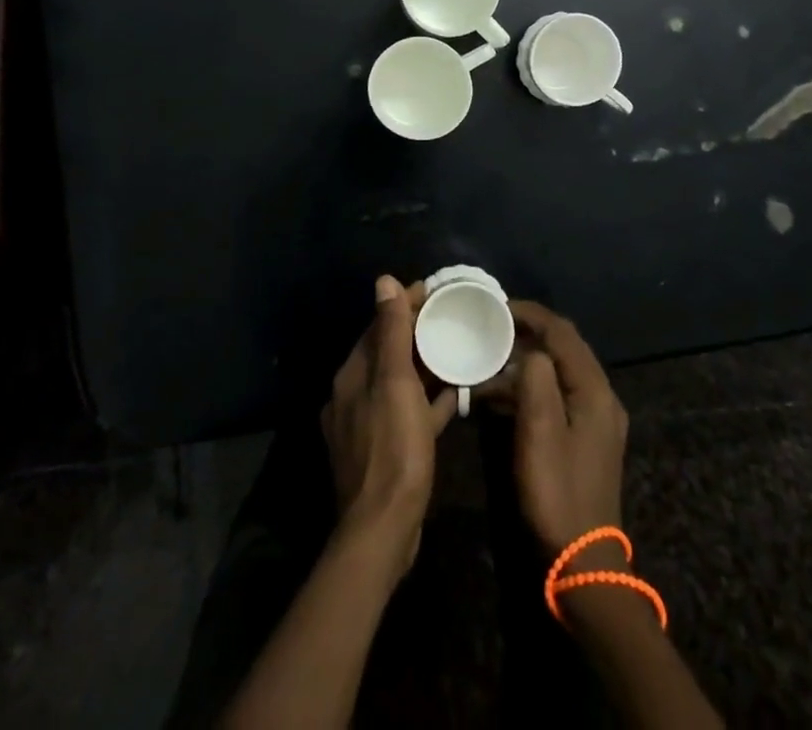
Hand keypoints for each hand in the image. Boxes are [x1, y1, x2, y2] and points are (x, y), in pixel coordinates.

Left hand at [320, 276, 457, 579]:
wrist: (383, 530)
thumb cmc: (393, 448)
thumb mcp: (395, 382)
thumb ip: (391, 332)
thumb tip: (383, 281)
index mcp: (353, 375)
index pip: (379, 326)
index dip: (405, 305)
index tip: (436, 291)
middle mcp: (354, 395)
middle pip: (388, 352)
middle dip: (417, 332)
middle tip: (452, 317)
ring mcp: (368, 425)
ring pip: (400, 382)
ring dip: (425, 365)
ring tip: (458, 349)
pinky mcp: (385, 450)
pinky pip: (409, 412)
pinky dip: (429, 400)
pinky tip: (456, 395)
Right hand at [489, 301, 629, 555]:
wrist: (583, 563)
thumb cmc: (558, 493)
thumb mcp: (540, 433)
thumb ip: (536, 381)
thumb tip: (531, 351)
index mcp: (595, 390)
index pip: (562, 332)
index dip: (530, 314)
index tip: (496, 306)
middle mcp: (602, 397)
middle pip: (564, 348)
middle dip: (528, 332)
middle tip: (491, 328)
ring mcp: (596, 419)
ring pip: (559, 371)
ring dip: (527, 362)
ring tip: (490, 360)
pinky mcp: (585, 438)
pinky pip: (558, 394)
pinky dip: (531, 387)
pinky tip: (502, 397)